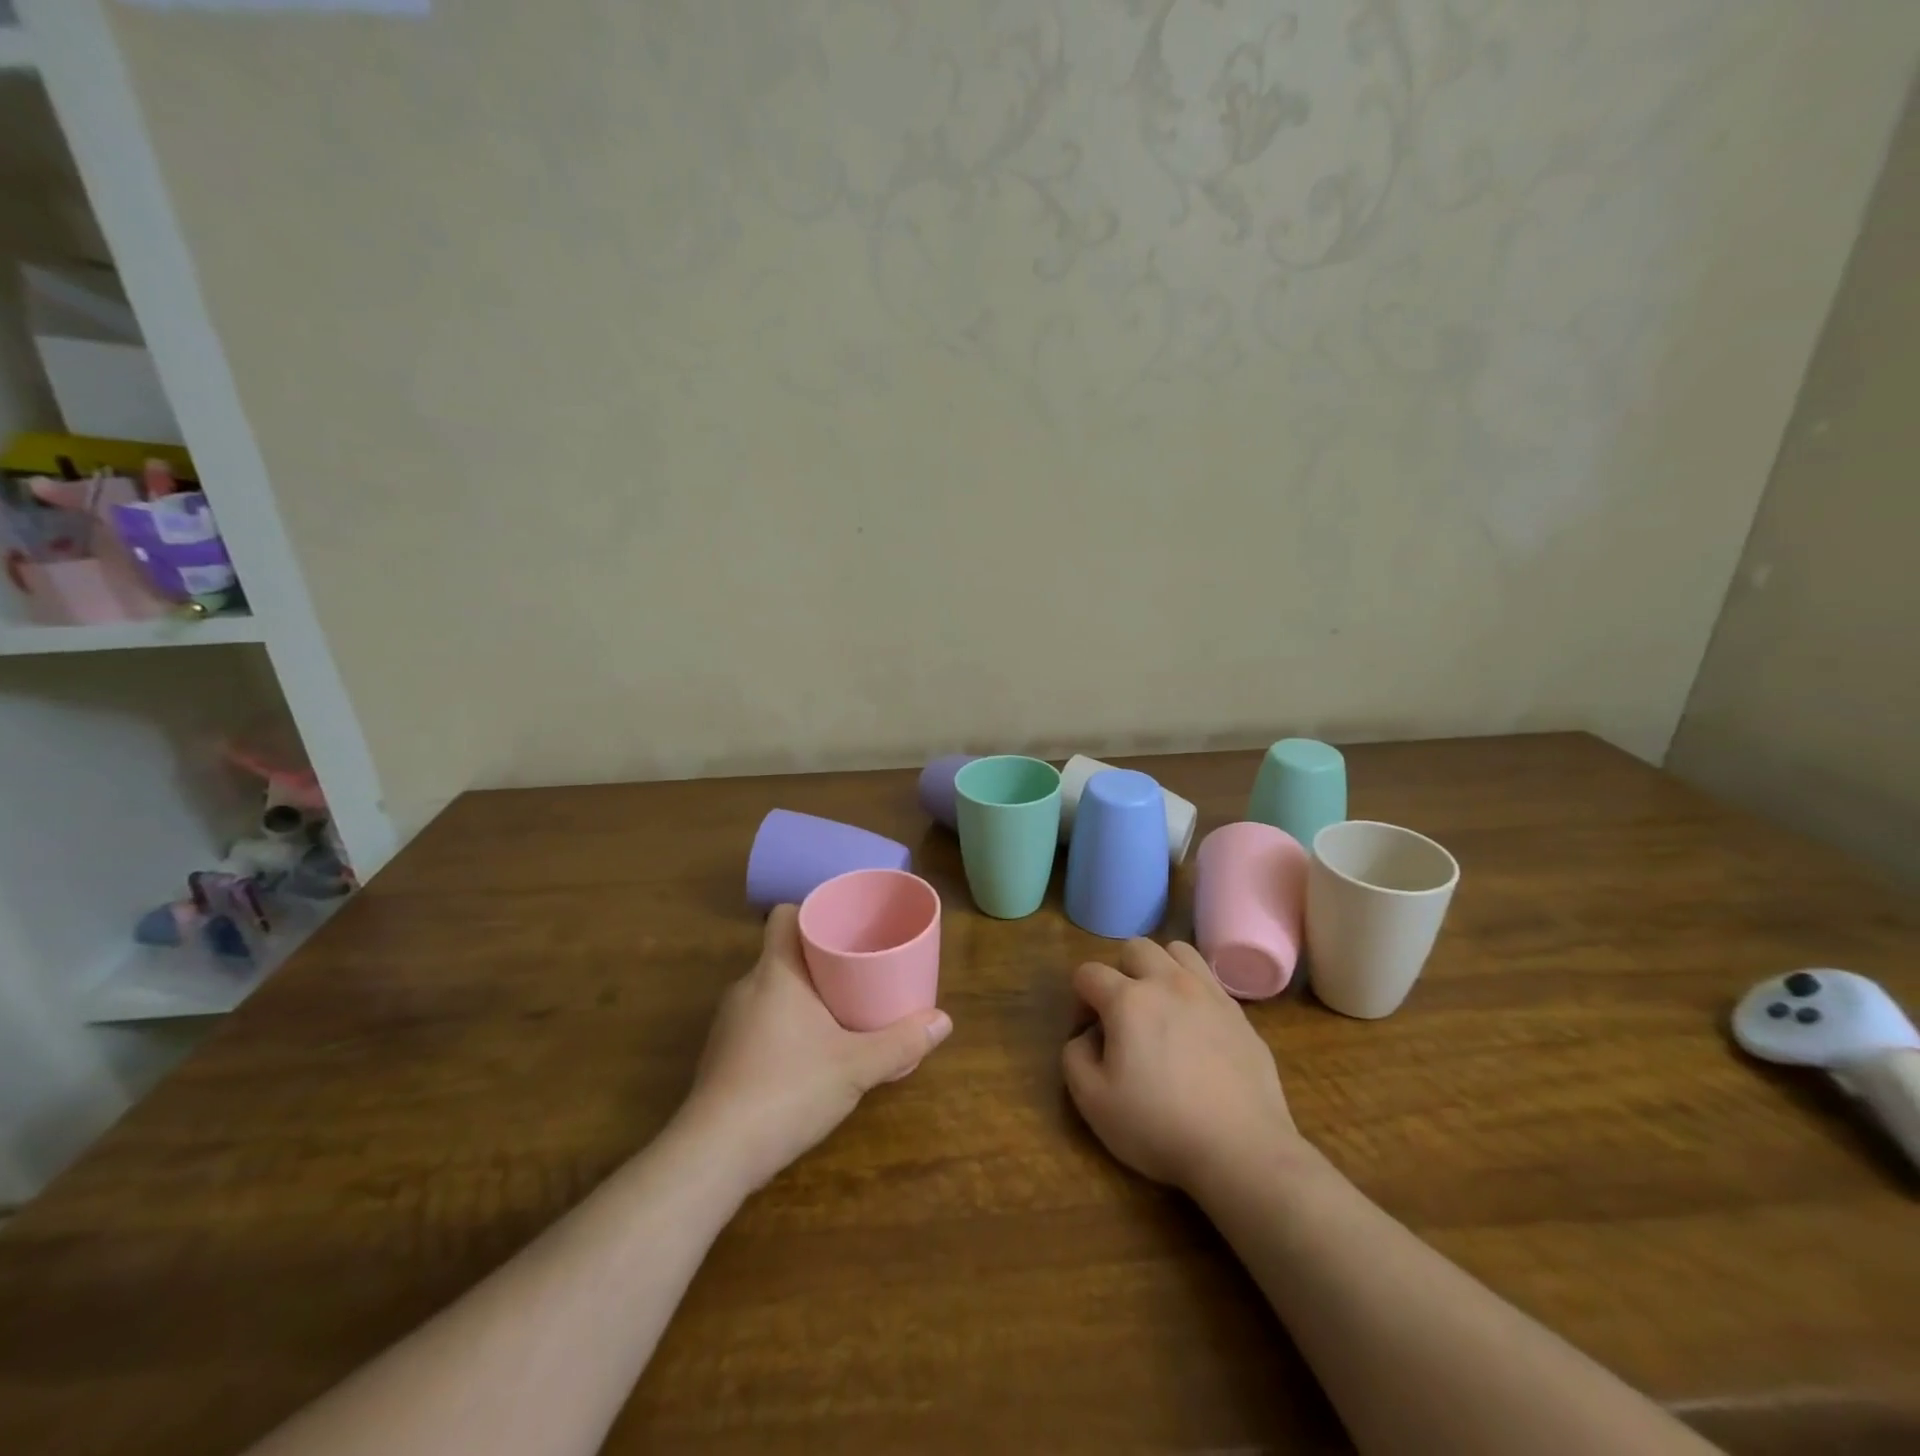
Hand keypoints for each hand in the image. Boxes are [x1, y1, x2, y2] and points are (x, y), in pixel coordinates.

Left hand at [678, 904, 952, 1190]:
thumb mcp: (856, 1066)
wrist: (714, 1154)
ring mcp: (729, 1022)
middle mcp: (747, 986)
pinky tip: (807, 1053)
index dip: (812, 911)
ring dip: (801, 995)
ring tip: (839, 1010)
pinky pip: (758, 1021)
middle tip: (857, 969)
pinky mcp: (721, 1055)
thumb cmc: (788, 1090)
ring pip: (771, 989)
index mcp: (777, 972)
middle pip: (784, 953)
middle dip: (819, 958)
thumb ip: (901, 1042)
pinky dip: (784, 1025)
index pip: (785, 916)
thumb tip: (943, 1021)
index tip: (844, 924)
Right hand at [1063, 939, 1305, 1192]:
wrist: (1242, 1150)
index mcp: (1128, 999)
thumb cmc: (1159, 1126)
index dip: (1080, 999)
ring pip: (1178, 951)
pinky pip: (1209, 981)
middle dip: (1120, 972)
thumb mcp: (1092, 1102)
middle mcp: (1168, 983)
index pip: (1089, 972)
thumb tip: (1088, 1035)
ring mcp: (1209, 994)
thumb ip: (1074, 1056)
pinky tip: (1195, 1029)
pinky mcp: (1239, 1014)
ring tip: (1162, 1007)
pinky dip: (1194, 992)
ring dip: (1161, 969)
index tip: (1088, 1032)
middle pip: (1135, 948)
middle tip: (1123, 1014)